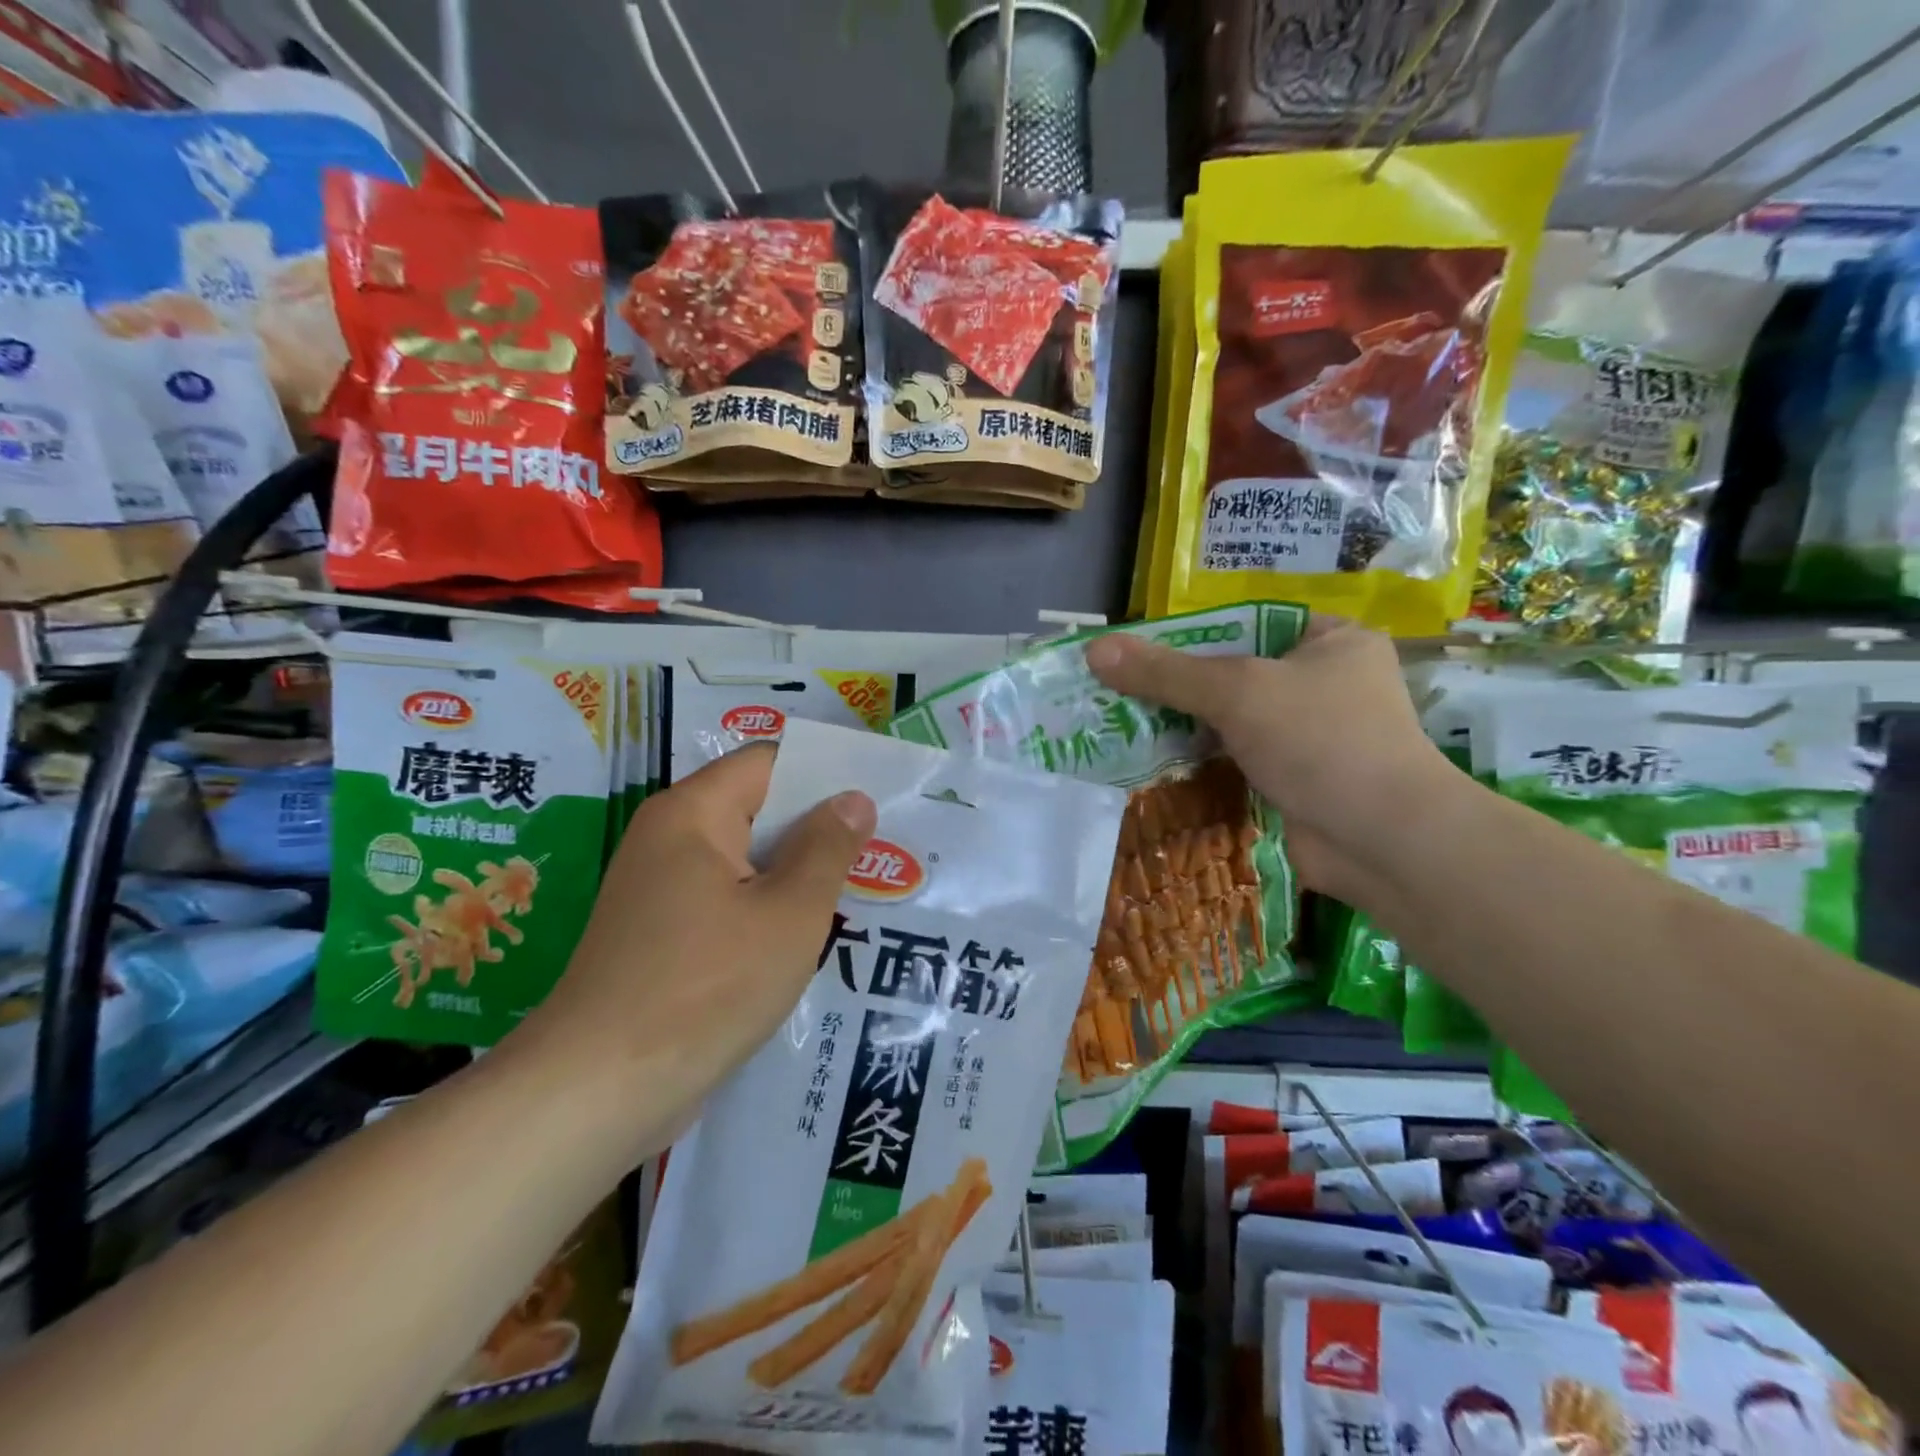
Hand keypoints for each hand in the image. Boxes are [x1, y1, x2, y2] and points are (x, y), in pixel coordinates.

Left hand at [506, 745, 874, 1150]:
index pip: (769, 762)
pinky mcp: (659, 932)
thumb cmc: (707, 987)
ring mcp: (658, 887)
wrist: (600, 1089)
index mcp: (693, 813)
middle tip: (882, 845)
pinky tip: (809, 933)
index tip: (877, 795)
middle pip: (756, 807)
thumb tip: (853, 798)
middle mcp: (667, 837)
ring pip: (744, 858)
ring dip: (795, 871)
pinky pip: (725, 898)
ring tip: (858, 887)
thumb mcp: (789, 913)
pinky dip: (765, 906)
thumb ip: (827, 848)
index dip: (825, 773)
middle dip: (817, 826)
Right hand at [1085, 615, 1448, 905]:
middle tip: (1115, 691)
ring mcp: (1310, 736)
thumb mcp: (1237, 692)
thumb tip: (1093, 649)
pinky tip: (1149, 763)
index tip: (1134, 651)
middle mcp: (1323, 683)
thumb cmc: (1321, 742)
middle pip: (1231, 674)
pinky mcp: (1294, 780)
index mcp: (1329, 641)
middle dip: (1175, 687)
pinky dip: (1199, 763)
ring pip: (1230, 721)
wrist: (1383, 843)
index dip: (1186, 636)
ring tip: (1118, 725)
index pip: (1244, 624)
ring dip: (1182, 728)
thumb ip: (1165, 672)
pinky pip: (1234, 759)